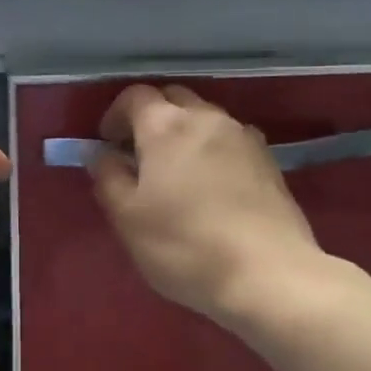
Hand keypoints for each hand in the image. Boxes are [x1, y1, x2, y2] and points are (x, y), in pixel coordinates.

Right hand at [91, 84, 323, 325]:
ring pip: (205, 118)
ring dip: (185, 133)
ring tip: (176, 173)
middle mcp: (207, 118)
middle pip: (173, 98)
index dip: (115, 115)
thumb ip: (107, 177)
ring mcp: (244, 137)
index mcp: (166, 125)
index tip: (108, 145)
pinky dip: (213, 150)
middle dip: (151, 118)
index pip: (135, 96)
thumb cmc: (184, 245)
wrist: (268, 274)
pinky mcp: (269, 161)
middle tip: (139, 155)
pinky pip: (231, 140)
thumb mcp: (127, 217)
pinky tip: (211, 186)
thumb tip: (101, 153)